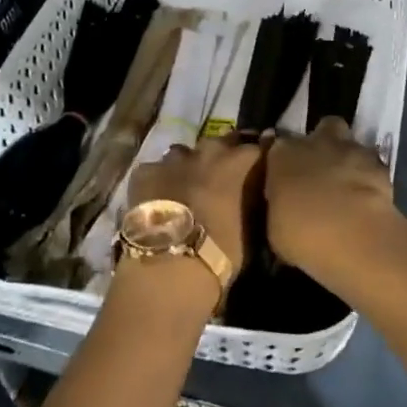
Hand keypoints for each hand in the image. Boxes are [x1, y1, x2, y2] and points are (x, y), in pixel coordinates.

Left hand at [130, 135, 262, 277]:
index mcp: (242, 161)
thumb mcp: (254, 227)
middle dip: (225, 155)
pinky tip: (158, 198)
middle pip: (222, 142)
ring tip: (188, 188)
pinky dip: (159, 180)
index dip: (259, 157)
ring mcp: (175, 158)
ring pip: (185, 153)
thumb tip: (255, 191)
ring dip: (190, 165)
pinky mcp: (146, 171)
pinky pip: (155, 170)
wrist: (172, 265)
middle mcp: (211, 150)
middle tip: (224, 177)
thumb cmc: (223, 251)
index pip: (260, 146)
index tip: (260, 167)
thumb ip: (254, 199)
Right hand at [264, 117, 398, 275]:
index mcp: (283, 154)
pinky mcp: (379, 165)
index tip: (287, 177)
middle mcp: (316, 142)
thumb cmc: (301, 233)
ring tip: (348, 185)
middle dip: (325, 142)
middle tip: (323, 169)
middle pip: (323, 128)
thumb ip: (280, 205)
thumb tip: (285, 205)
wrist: (351, 234)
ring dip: (349, 158)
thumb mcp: (275, 226)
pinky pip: (373, 165)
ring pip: (351, 142)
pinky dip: (370, 177)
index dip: (285, 161)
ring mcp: (351, 149)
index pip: (279, 146)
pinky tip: (368, 197)